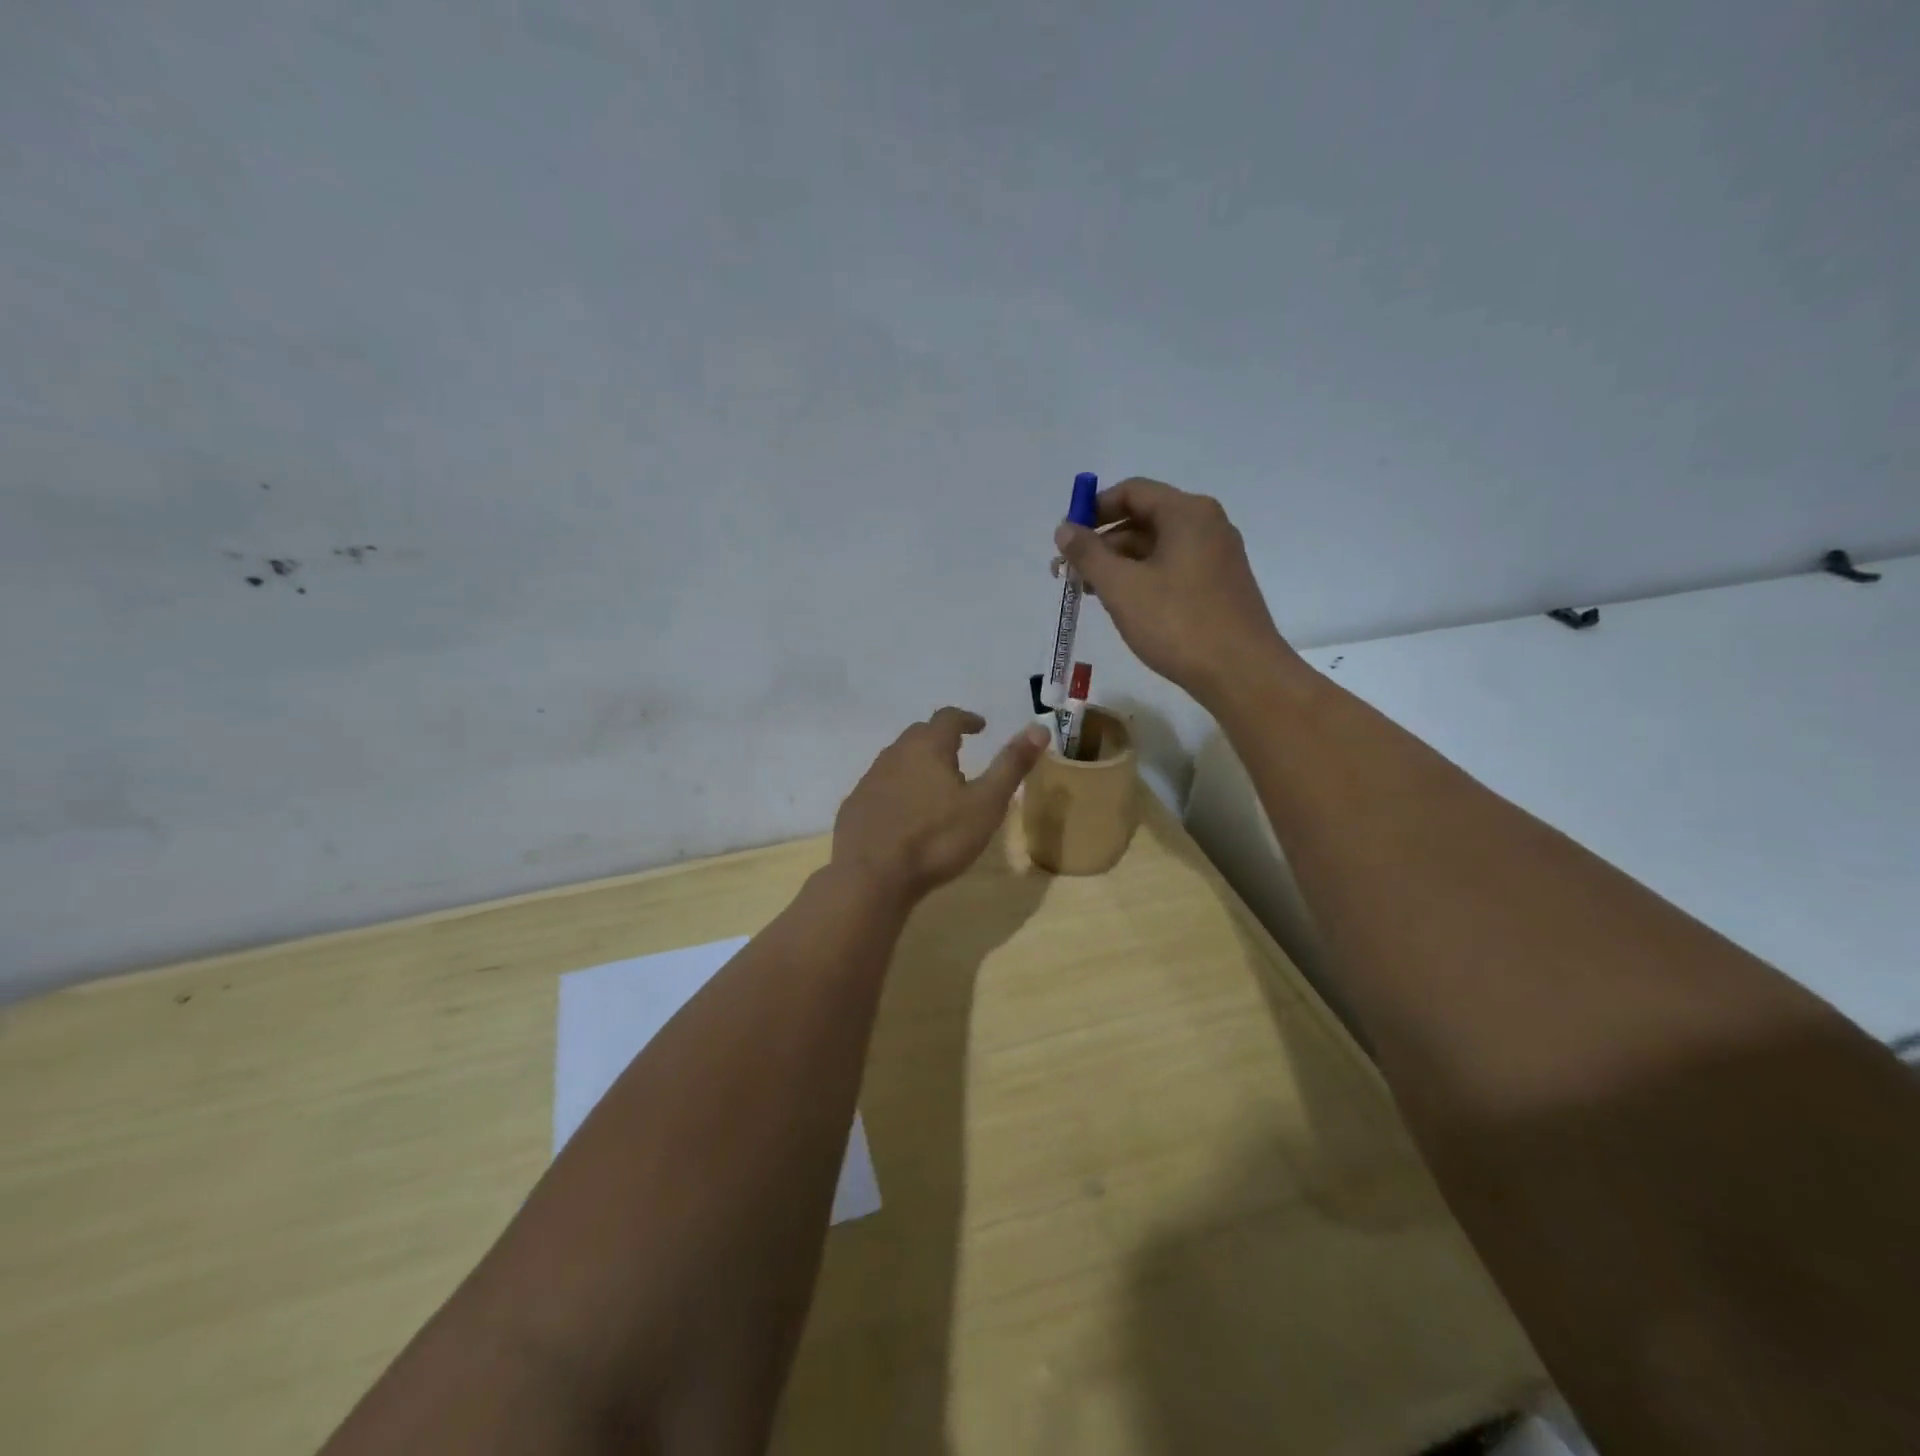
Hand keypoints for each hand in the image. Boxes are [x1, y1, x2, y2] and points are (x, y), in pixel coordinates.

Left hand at [833, 709, 1049, 903]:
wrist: (871, 876)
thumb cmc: (936, 838)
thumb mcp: (986, 804)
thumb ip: (1011, 765)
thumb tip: (1039, 728)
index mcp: (928, 747)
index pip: (948, 718)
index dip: (966, 719)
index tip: (980, 727)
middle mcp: (894, 755)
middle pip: (919, 735)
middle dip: (940, 739)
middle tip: (958, 753)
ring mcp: (869, 780)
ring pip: (897, 761)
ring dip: (917, 764)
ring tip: (934, 784)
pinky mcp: (853, 807)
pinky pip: (880, 788)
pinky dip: (896, 790)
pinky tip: (904, 813)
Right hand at [1054, 478, 1297, 708]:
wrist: (1241, 672)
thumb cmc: (1177, 623)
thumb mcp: (1122, 587)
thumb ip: (1089, 554)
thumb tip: (1064, 528)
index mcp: (1186, 513)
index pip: (1131, 491)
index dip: (1093, 509)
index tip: (1066, 538)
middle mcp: (1206, 525)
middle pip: (1143, 519)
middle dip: (1102, 543)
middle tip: (1069, 573)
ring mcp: (1217, 557)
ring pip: (1156, 548)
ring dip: (1119, 565)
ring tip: (1089, 594)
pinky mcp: (1219, 586)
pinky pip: (1172, 569)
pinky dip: (1143, 579)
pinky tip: (1123, 605)